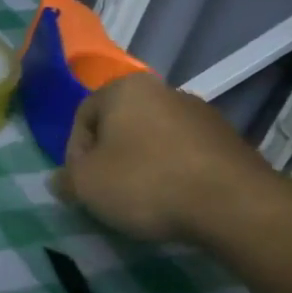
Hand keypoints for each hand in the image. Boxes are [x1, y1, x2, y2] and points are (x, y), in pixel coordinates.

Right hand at [53, 72, 276, 243]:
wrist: (232, 204)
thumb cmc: (145, 183)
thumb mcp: (86, 186)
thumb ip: (65, 180)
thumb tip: (60, 180)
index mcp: (125, 89)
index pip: (83, 115)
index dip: (74, 153)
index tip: (81, 184)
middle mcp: (164, 90)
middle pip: (120, 125)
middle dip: (109, 157)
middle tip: (106, 193)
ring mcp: (200, 112)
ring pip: (153, 139)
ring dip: (141, 165)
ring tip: (141, 201)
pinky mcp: (227, 139)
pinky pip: (183, 153)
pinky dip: (172, 172)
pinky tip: (173, 200)